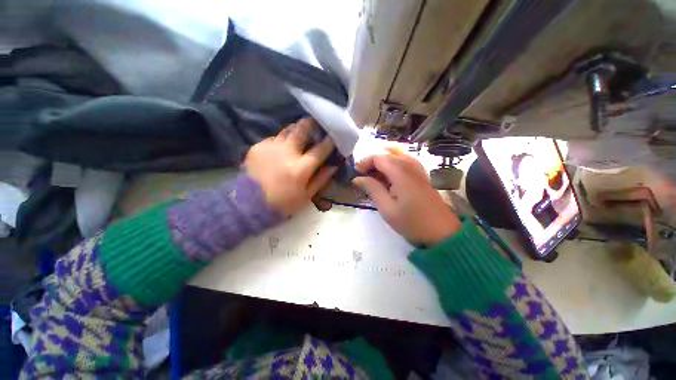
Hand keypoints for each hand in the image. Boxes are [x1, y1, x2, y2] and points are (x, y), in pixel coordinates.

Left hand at [244, 118, 336, 215]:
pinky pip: (274, 138)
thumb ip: (321, 179)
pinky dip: (282, 140)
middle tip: (316, 122)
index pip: (319, 150)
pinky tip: (282, 148)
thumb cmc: (283, 203)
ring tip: (300, 132)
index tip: (334, 135)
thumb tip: (333, 166)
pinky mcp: (258, 146)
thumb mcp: (306, 196)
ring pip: (288, 130)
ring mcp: (270, 147)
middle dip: (312, 123)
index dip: (329, 142)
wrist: (249, 204)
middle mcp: (286, 153)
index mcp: (300, 169)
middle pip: (302, 130)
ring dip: (297, 129)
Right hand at [352, 151, 460, 245]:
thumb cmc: (412, 222)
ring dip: (383, 159)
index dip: (365, 161)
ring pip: (398, 153)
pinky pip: (406, 159)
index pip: (379, 157)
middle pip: (388, 152)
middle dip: (373, 159)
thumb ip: (372, 189)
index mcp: (400, 173)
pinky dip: (394, 161)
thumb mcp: (387, 208)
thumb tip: (357, 178)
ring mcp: (418, 168)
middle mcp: (410, 165)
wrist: (442, 231)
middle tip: (363, 173)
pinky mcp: (421, 174)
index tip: (356, 172)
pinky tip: (389, 173)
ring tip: (374, 172)